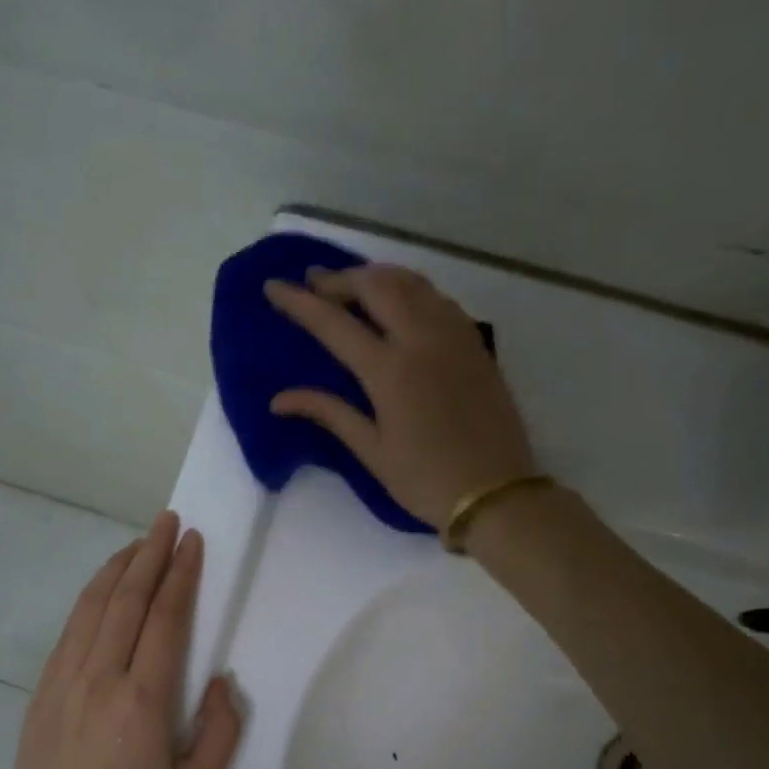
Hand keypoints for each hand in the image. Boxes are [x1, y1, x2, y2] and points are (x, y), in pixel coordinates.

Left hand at [4, 511, 242, 768]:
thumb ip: (220, 732)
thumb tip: (222, 680)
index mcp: (142, 701)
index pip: (165, 619)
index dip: (181, 575)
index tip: (193, 543)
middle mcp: (100, 678)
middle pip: (127, 599)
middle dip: (151, 554)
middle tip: (168, 522)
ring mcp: (64, 680)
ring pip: (93, 606)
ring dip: (118, 567)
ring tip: (139, 543)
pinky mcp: (42, 689)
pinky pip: (70, 628)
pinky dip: (90, 597)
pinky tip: (104, 586)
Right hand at [265, 264, 536, 526]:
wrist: (495, 493)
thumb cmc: (425, 480)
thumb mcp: (371, 451)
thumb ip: (329, 413)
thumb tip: (279, 400)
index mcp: (390, 371)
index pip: (334, 324)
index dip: (300, 302)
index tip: (273, 286)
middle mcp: (422, 340)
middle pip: (376, 286)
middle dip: (340, 278)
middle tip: (314, 282)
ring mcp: (454, 337)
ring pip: (412, 283)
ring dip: (377, 276)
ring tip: (352, 284)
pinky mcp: (475, 344)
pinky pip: (438, 298)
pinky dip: (411, 289)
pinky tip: (400, 302)